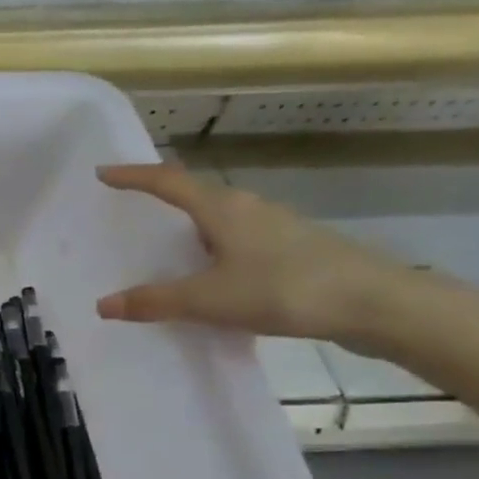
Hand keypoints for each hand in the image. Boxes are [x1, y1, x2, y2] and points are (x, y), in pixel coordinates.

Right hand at [93, 163, 423, 345]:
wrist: (376, 303)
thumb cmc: (285, 289)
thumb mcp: (210, 300)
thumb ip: (155, 301)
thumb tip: (103, 305)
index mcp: (222, 209)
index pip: (167, 181)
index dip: (133, 176)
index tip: (103, 172)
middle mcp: (247, 208)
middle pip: (194, 194)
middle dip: (160, 198)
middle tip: (129, 209)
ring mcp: (274, 227)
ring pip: (218, 218)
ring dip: (187, 227)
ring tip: (163, 247)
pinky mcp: (291, 248)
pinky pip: (236, 240)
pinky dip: (211, 249)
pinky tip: (210, 276)